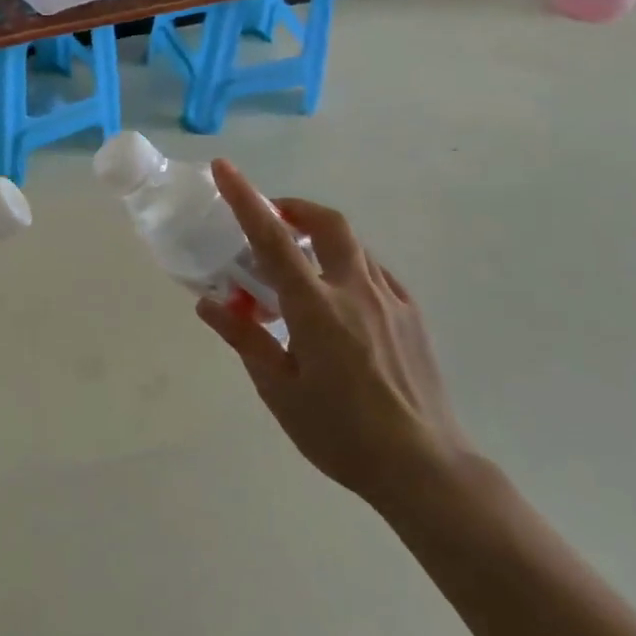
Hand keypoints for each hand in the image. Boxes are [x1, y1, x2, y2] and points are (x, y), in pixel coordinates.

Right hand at [196, 160, 475, 511]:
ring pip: (352, 246)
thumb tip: (210, 302)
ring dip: (319, 238)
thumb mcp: (279, 390)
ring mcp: (390, 300)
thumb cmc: (341, 433)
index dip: (245, 198)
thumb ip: (245, 339)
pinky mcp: (411, 316)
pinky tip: (335, 301)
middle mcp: (356, 290)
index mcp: (316, 307)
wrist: (425, 468)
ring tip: (296, 268)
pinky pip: (373, 272)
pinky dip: (345, 266)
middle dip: (294, 208)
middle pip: (327, 223)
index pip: (273, 239)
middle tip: (269, 221)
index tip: (225, 168)